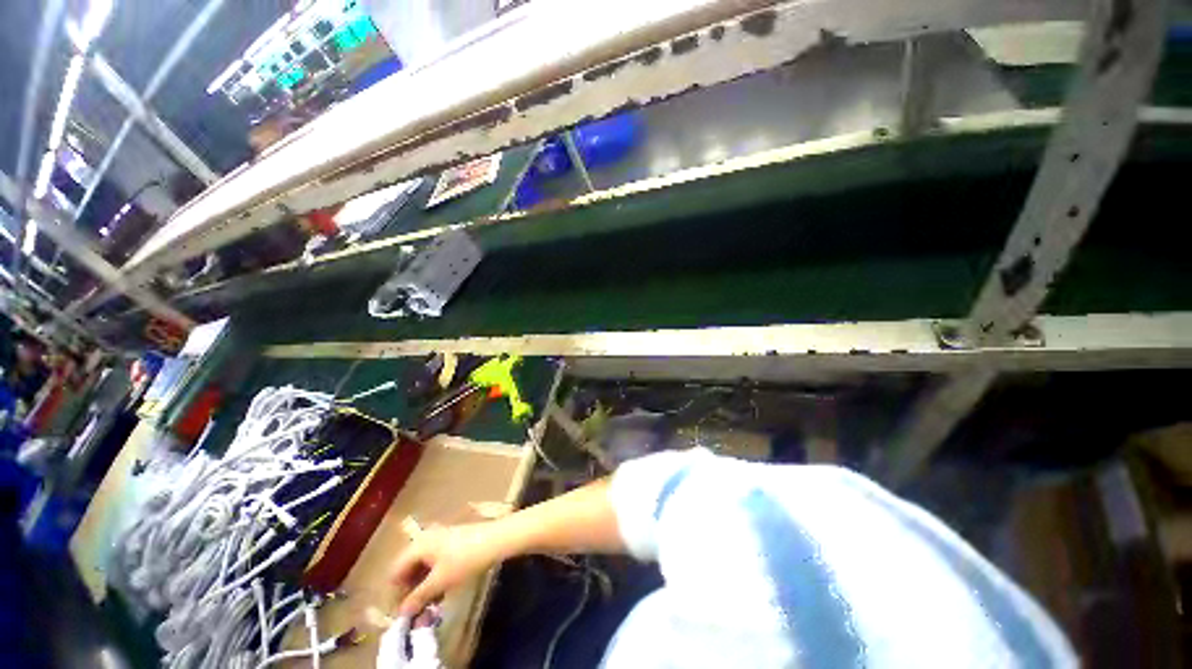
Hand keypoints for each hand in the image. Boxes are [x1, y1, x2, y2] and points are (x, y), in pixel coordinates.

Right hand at [391, 523, 503, 615]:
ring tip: (430, 604)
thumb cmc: (464, 559)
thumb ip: (418, 597)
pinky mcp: (452, 541)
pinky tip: (443, 590)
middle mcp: (425, 538)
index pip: (395, 571)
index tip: (402, 612)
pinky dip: (435, 576)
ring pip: (423, 566)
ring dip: (423, 585)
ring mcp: (439, 538)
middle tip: (417, 610)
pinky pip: (435, 561)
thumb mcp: (440, 581)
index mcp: (417, 545)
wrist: (495, 539)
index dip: (396, 593)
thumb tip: (402, 612)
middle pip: (409, 568)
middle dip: (411, 590)